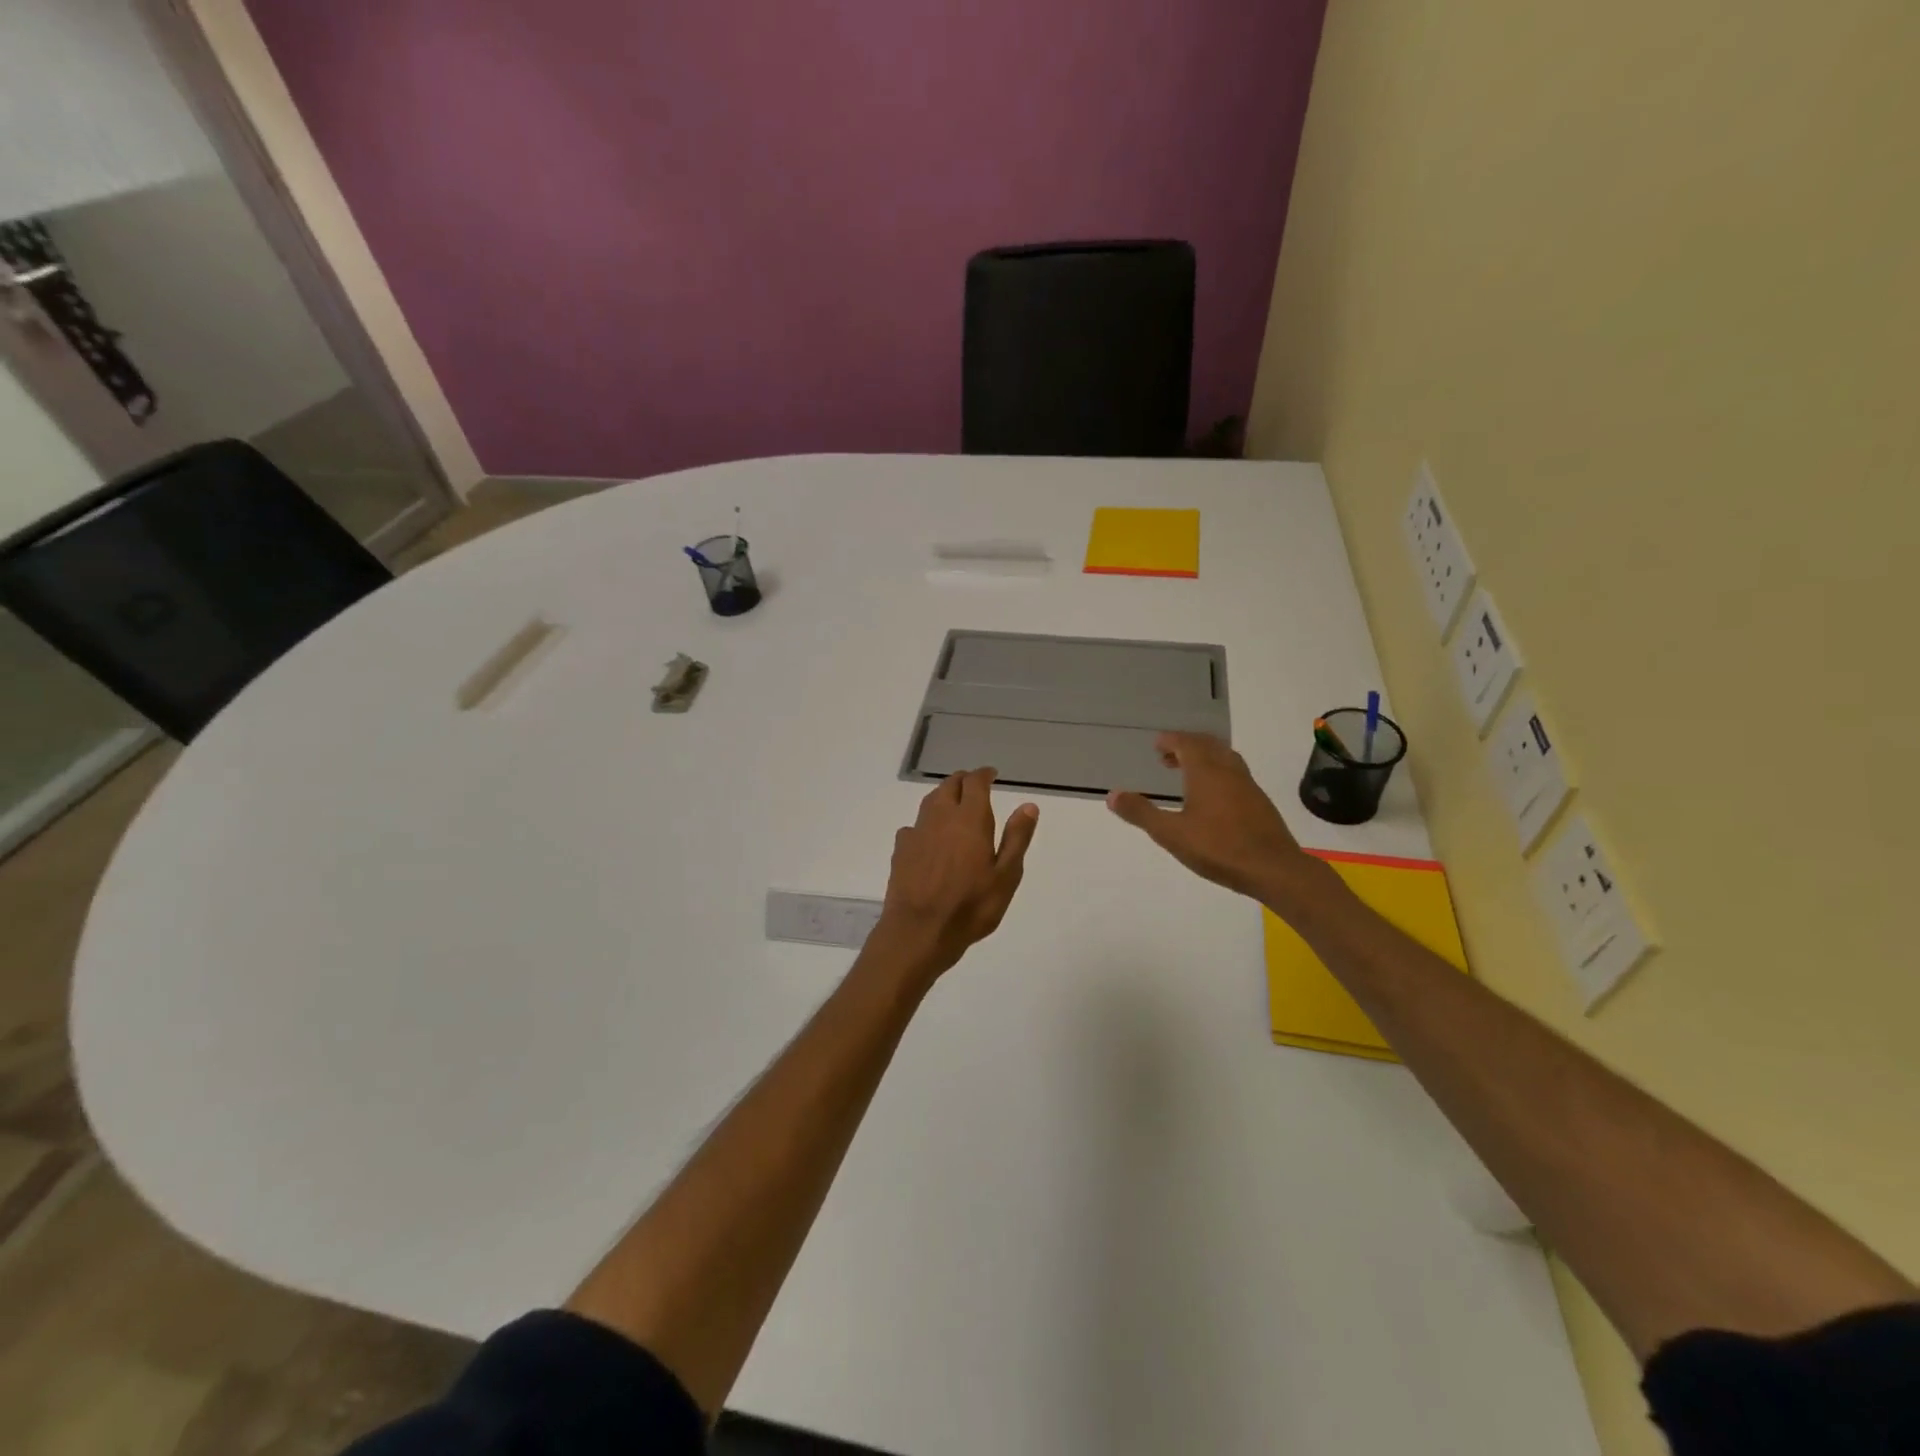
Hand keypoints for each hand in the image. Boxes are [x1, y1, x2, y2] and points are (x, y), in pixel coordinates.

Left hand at [877, 769, 1039, 974]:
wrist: (919, 931)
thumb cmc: (970, 907)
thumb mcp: (1005, 877)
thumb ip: (1016, 838)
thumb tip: (1028, 805)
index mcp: (970, 820)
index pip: (975, 783)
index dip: (983, 774)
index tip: (991, 774)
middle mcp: (941, 818)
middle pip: (949, 785)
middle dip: (963, 781)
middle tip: (974, 786)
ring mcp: (917, 832)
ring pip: (930, 802)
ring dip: (944, 796)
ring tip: (954, 805)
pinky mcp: (901, 850)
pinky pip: (915, 826)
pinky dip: (926, 823)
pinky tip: (929, 838)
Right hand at [1108, 733, 1314, 901]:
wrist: (1273, 869)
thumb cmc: (1218, 848)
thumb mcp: (1171, 834)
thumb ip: (1141, 813)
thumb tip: (1112, 795)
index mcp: (1206, 772)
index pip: (1187, 743)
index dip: (1171, 740)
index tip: (1157, 744)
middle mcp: (1229, 771)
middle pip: (1208, 746)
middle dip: (1187, 746)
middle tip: (1168, 756)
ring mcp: (1248, 785)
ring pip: (1225, 758)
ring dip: (1204, 758)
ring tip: (1188, 774)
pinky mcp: (1260, 802)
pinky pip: (1235, 774)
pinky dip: (1219, 773)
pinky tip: (1213, 797)